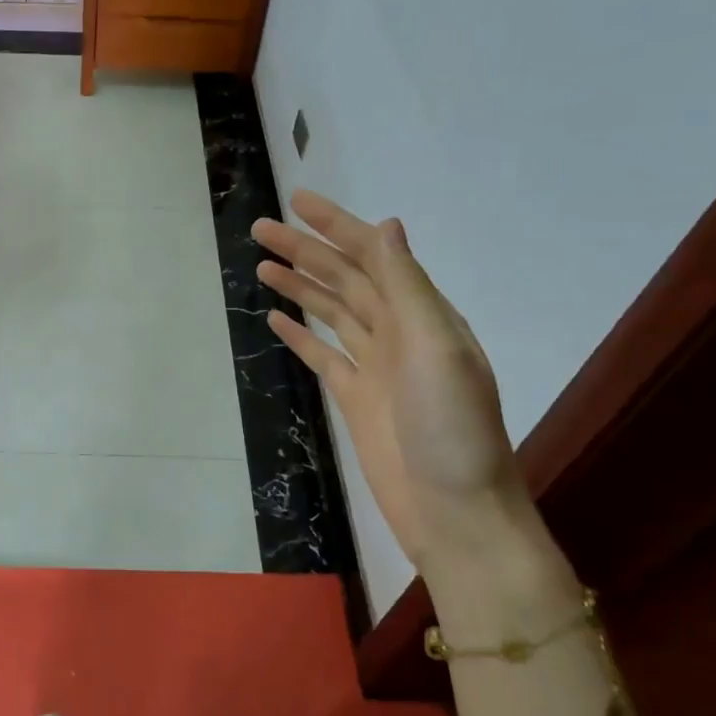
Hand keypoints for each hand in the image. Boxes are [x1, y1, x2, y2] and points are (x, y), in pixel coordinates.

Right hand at [251, 191, 534, 583]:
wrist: (456, 513)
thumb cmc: (453, 430)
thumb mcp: (437, 349)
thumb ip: (408, 288)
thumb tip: (386, 226)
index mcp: (424, 314)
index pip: (373, 256)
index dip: (336, 226)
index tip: (296, 202)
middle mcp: (399, 333)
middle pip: (345, 279)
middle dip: (305, 251)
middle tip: (260, 229)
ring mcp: (375, 366)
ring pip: (331, 312)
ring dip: (299, 285)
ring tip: (262, 264)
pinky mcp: (355, 398)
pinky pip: (323, 354)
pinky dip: (300, 334)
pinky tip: (276, 318)